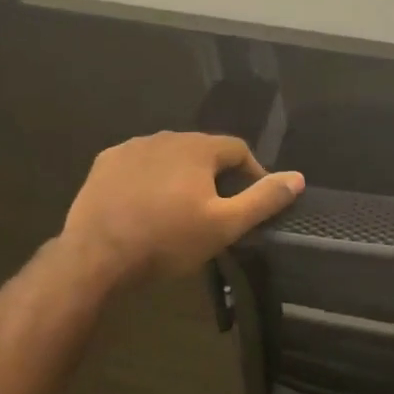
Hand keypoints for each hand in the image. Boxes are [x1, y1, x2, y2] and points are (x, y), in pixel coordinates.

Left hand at [59, 131, 303, 290]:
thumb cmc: (167, 240)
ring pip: (170, 157)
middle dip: (215, 176)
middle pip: (203, 151)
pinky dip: (150, 179)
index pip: (238, 150)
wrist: (96, 257)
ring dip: (182, 176)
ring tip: (181, 209)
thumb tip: (298, 178)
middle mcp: (165, 137)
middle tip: (216, 210)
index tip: (250, 202)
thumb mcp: (225, 225)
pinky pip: (139, 165)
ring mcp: (131, 148)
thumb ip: (263, 199)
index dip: (251, 174)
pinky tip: (146, 205)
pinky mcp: (104, 164)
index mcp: (197, 147)